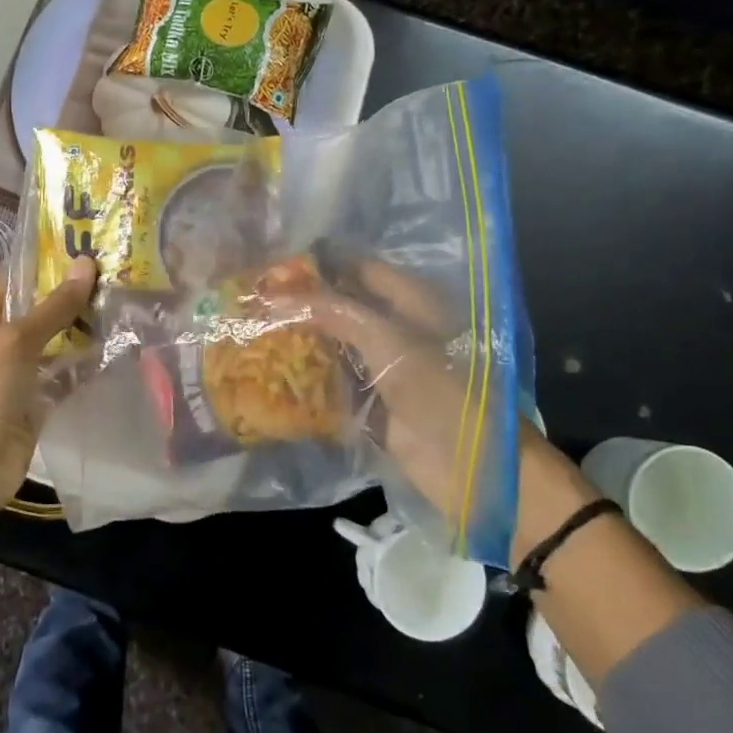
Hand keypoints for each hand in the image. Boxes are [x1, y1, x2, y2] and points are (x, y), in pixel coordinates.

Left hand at [0, 254, 98, 513]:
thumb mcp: (15, 343)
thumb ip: (53, 308)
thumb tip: (86, 265)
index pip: (18, 281)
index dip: (51, 265)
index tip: (92, 250)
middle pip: (41, 311)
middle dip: (75, 298)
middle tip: (120, 277)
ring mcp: (19, 373)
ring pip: (57, 343)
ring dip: (85, 331)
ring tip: (127, 306)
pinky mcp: (38, 401)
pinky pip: (66, 375)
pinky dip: (87, 365)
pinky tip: (120, 349)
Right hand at [272, 257, 594, 550]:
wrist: (477, 468)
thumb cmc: (440, 391)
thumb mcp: (388, 340)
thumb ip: (335, 312)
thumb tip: (278, 292)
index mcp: (413, 302)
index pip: (360, 269)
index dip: (322, 264)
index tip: (274, 263)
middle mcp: (398, 329)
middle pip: (345, 307)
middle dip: (305, 303)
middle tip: (255, 297)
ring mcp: (385, 368)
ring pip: (336, 345)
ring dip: (304, 340)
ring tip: (255, 328)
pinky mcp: (373, 404)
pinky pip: (335, 384)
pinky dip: (310, 378)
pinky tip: (273, 371)